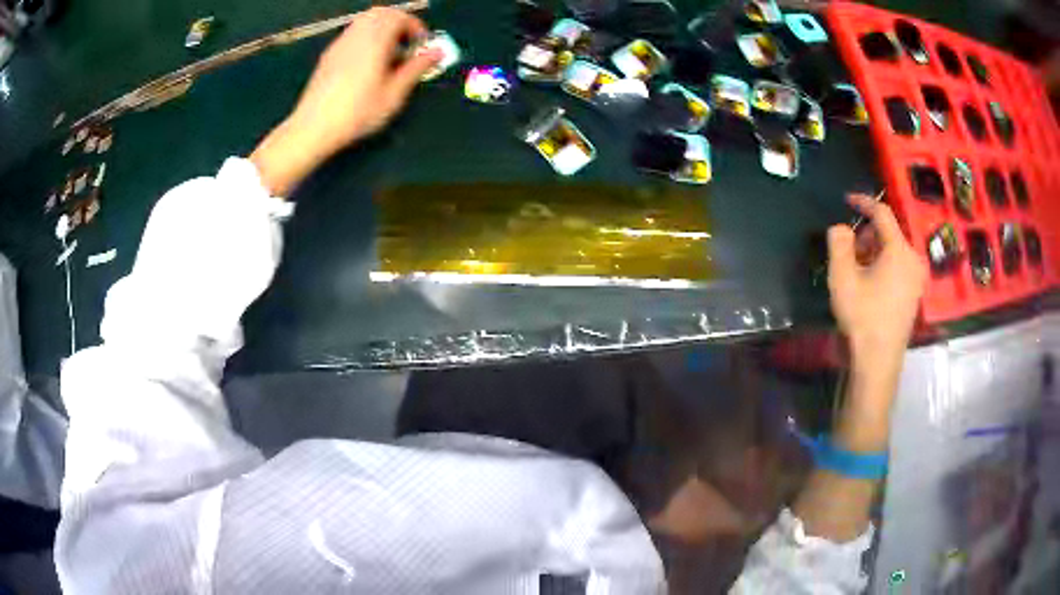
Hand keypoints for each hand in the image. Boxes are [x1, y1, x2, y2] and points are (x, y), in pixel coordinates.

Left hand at [250, 7, 440, 194]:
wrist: (313, 127)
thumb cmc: (357, 113)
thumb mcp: (393, 94)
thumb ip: (416, 68)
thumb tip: (436, 52)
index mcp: (375, 41)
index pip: (399, 16)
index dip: (415, 26)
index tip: (421, 45)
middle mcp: (356, 35)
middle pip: (381, 13)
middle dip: (399, 22)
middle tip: (407, 44)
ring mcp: (340, 43)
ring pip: (364, 20)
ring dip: (382, 29)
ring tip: (389, 54)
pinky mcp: (329, 54)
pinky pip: (352, 33)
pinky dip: (366, 37)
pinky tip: (368, 62)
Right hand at [827, 195, 926, 371]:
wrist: (877, 361)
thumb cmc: (862, 317)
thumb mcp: (842, 277)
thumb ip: (838, 243)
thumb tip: (841, 228)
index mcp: (900, 250)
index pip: (883, 213)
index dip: (864, 202)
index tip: (847, 199)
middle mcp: (913, 260)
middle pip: (889, 233)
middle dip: (867, 235)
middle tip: (848, 250)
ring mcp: (916, 279)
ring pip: (894, 251)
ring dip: (874, 252)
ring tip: (856, 270)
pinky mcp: (914, 295)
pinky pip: (899, 267)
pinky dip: (883, 266)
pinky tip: (870, 285)